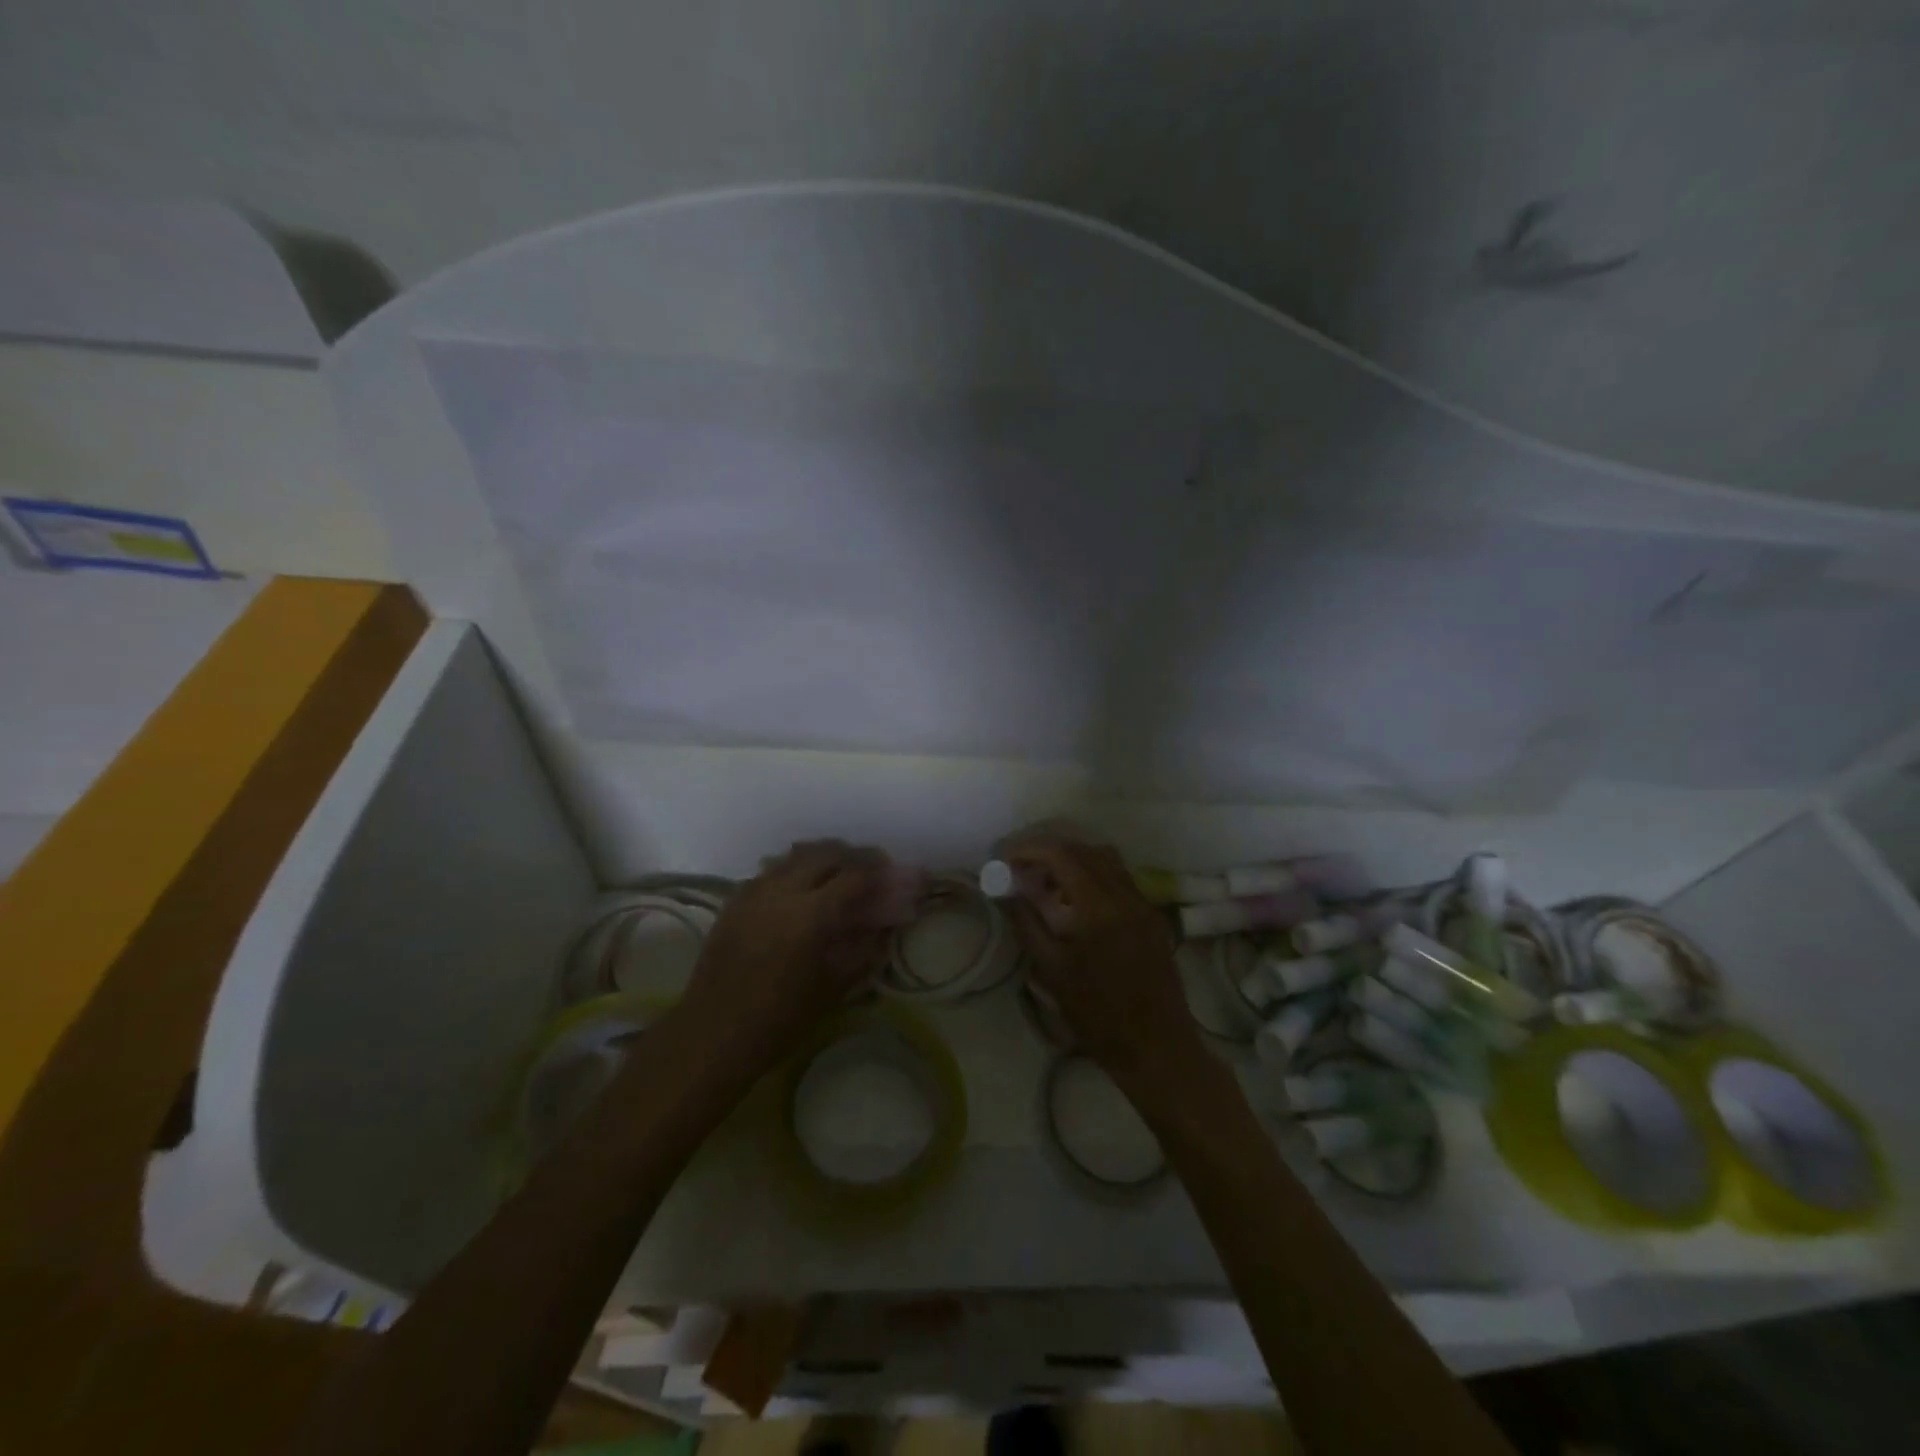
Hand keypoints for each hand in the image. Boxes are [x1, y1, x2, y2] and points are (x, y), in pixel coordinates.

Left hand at [680, 840, 890, 1062]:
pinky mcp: (736, 899)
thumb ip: (863, 949)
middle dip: (853, 857)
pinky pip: (773, 870)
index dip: (879, 870)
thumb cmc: (779, 1020)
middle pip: (826, 853)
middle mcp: (782, 891)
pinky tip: (802, 890)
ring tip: (839, 874)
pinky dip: (795, 869)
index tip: (894, 873)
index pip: (855, 874)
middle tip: (871, 869)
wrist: (712, 1033)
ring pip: (796, 855)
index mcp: (811, 914)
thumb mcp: (833, 988)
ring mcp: (755, 890)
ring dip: (824, 858)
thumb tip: (884, 925)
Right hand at [1005, 837, 1210, 1098]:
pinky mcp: (1153, 917)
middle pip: (1085, 850)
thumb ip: (1026, 923)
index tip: (1007, 858)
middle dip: (1050, 851)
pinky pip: (1121, 879)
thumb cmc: (1097, 1014)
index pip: (1062, 855)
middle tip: (1022, 868)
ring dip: (1074, 860)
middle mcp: (1126, 895)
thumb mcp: (1051, 970)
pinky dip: (1094, 875)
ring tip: (1048, 881)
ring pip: (1106, 860)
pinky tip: (1077, 900)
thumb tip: (1005, 892)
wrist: (1155, 1047)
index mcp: (1099, 907)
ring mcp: (1144, 904)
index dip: (1031, 849)